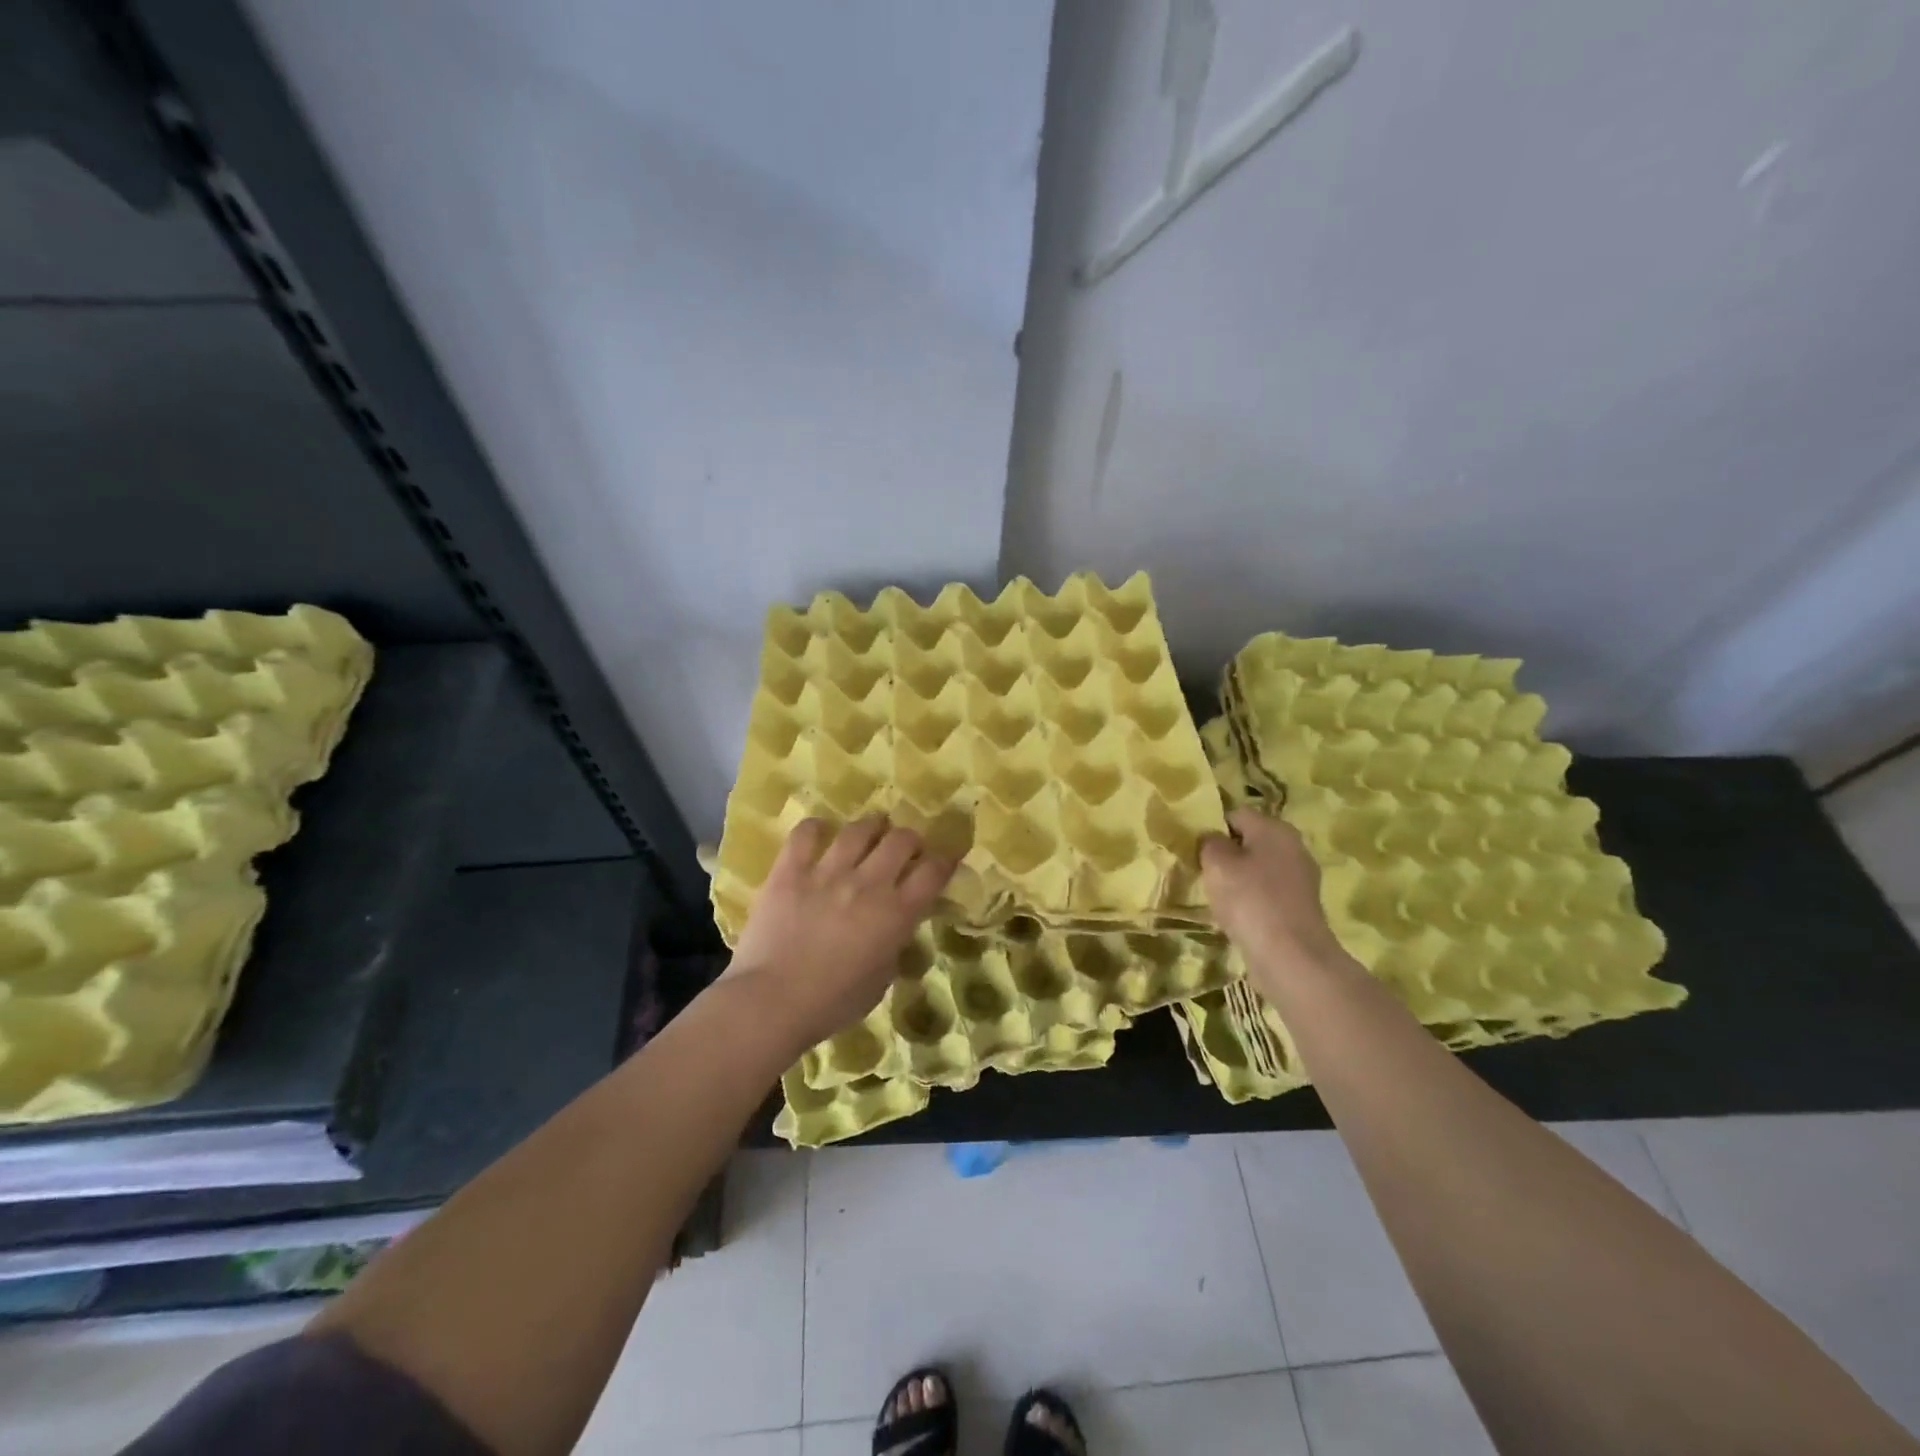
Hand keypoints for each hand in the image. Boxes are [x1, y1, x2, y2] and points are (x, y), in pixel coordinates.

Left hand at [726, 815, 954, 1049]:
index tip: (943, 860)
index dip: (944, 861)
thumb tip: (895, 930)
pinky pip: (806, 834)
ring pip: (859, 829)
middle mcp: (868, 883)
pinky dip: (815, 828)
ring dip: (871, 826)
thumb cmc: (832, 1003)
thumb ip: (893, 946)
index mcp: (896, 913)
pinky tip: (819, 832)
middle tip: (904, 848)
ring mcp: (828, 872)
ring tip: (871, 829)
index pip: (933, 872)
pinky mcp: (791, 870)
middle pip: (901, 840)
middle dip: (909, 840)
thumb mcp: (880, 980)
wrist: (772, 1002)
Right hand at [1200, 808, 1350, 988]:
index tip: (1194, 848)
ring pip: (1258, 869)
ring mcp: (1300, 879)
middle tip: (1202, 872)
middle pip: (1250, 841)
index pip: (1236, 814)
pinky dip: (1251, 901)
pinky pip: (1267, 893)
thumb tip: (1212, 838)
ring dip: (1237, 879)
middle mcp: (1293, 847)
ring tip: (1216, 897)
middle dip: (1226, 855)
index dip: (1212, 827)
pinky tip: (1236, 917)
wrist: (1291, 956)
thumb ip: (1209, 842)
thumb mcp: (1217, 863)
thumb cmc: (1250, 900)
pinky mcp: (1300, 907)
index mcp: (1275, 829)